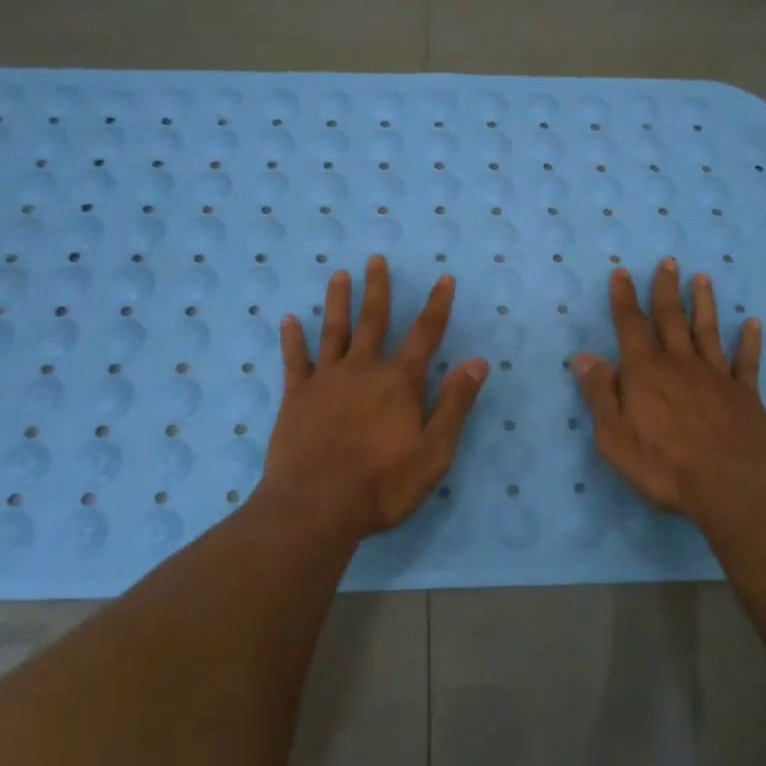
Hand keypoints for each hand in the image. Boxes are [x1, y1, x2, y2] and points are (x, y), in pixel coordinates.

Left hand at [260, 256, 488, 537]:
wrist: (316, 506)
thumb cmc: (382, 485)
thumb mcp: (434, 452)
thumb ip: (455, 404)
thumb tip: (477, 362)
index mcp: (400, 382)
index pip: (425, 334)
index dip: (437, 306)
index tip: (444, 279)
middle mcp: (363, 369)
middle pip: (374, 321)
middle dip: (378, 289)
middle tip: (376, 259)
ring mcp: (326, 380)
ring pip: (334, 331)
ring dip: (337, 302)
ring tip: (339, 275)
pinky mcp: (296, 396)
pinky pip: (294, 360)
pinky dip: (292, 339)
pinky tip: (289, 320)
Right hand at [569, 258, 765, 528]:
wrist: (732, 487)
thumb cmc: (664, 465)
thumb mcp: (613, 436)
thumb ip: (599, 393)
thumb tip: (583, 357)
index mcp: (645, 371)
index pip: (630, 325)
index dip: (624, 298)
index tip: (622, 272)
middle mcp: (680, 363)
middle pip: (671, 318)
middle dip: (665, 288)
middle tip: (668, 261)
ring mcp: (716, 376)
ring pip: (708, 330)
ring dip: (704, 303)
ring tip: (702, 278)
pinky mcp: (745, 394)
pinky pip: (747, 361)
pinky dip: (750, 340)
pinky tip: (753, 323)